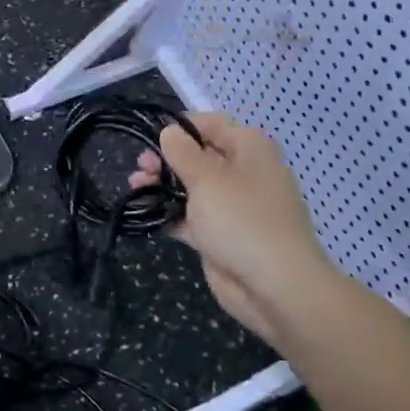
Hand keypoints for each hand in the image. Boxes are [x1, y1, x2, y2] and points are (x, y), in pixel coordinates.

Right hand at [130, 113, 337, 338]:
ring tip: (135, 187)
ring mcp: (233, 206)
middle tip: (140, 167)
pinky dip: (171, 213)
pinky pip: (191, 216)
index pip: (210, 124)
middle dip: (166, 159)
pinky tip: (146, 213)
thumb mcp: (206, 178)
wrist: (275, 286)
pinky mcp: (221, 234)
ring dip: (163, 185)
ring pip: (191, 186)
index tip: (149, 136)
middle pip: (198, 155)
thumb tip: (169, 131)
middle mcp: (243, 172)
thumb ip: (182, 152)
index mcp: (249, 149)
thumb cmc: (241, 219)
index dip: (179, 127)